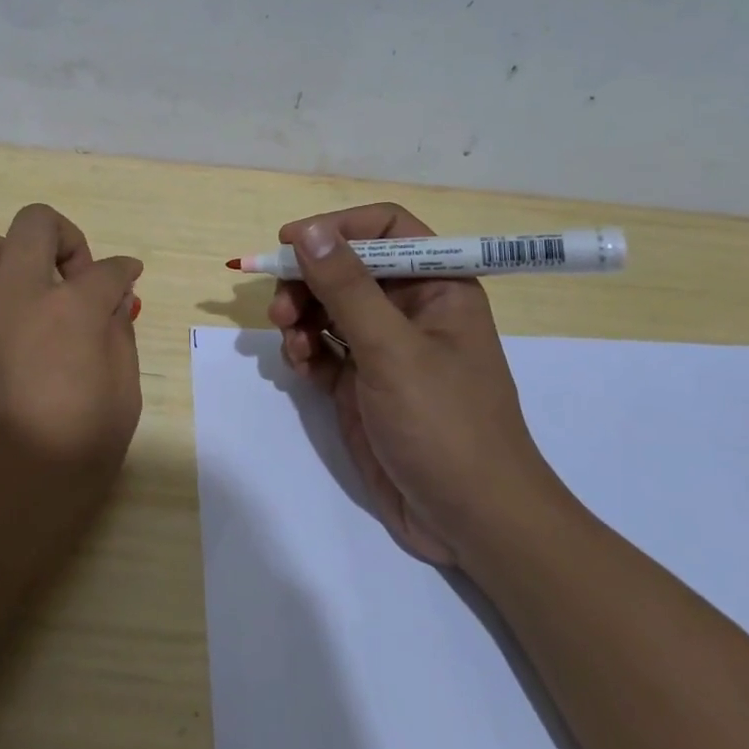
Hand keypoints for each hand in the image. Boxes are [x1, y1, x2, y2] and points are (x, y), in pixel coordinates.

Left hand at [0, 203, 143, 587]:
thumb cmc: (65, 467)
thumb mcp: (121, 406)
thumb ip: (119, 341)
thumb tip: (113, 303)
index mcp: (69, 312)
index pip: (106, 269)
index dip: (124, 272)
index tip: (127, 281)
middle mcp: (13, 296)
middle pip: (35, 223)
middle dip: (65, 238)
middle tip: (73, 276)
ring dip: (6, 256)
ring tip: (20, 289)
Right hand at [268, 203, 568, 566]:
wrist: (469, 520)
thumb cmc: (444, 424)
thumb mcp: (392, 350)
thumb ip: (347, 288)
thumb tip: (309, 230)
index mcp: (436, 286)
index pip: (385, 228)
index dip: (337, 228)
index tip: (291, 242)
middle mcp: (409, 309)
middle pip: (345, 267)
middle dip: (308, 281)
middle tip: (280, 308)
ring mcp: (383, 348)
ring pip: (327, 308)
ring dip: (300, 318)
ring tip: (291, 345)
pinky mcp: (361, 383)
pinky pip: (322, 348)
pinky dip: (305, 352)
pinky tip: (302, 369)